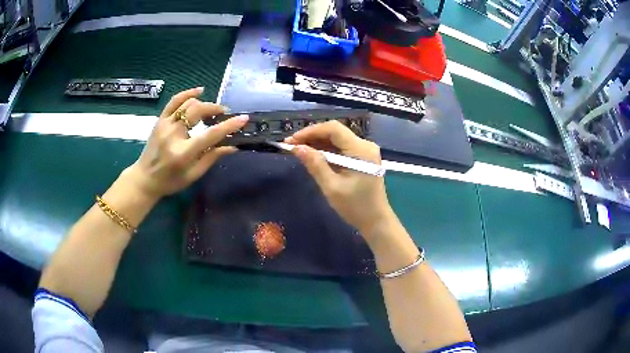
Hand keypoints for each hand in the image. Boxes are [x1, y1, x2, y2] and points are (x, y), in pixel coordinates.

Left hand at [123, 87, 248, 199]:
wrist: (145, 178)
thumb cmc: (170, 181)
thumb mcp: (193, 175)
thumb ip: (212, 157)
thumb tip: (232, 146)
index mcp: (183, 153)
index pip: (210, 135)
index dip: (228, 126)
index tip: (243, 118)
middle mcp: (173, 135)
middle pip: (198, 111)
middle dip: (215, 109)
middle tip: (223, 115)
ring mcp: (164, 125)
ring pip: (188, 104)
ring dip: (204, 104)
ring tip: (211, 111)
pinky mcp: (160, 120)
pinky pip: (174, 101)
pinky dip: (187, 93)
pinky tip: (199, 91)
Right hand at [286, 121, 394, 238]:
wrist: (376, 221)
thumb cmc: (355, 207)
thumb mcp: (332, 187)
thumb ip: (315, 165)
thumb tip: (297, 148)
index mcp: (360, 149)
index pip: (333, 129)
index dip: (311, 131)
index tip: (292, 140)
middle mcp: (365, 145)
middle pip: (335, 132)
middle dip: (312, 137)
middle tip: (292, 146)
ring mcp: (365, 151)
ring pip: (338, 140)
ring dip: (318, 143)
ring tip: (299, 150)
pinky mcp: (363, 158)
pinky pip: (343, 148)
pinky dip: (327, 151)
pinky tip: (314, 156)